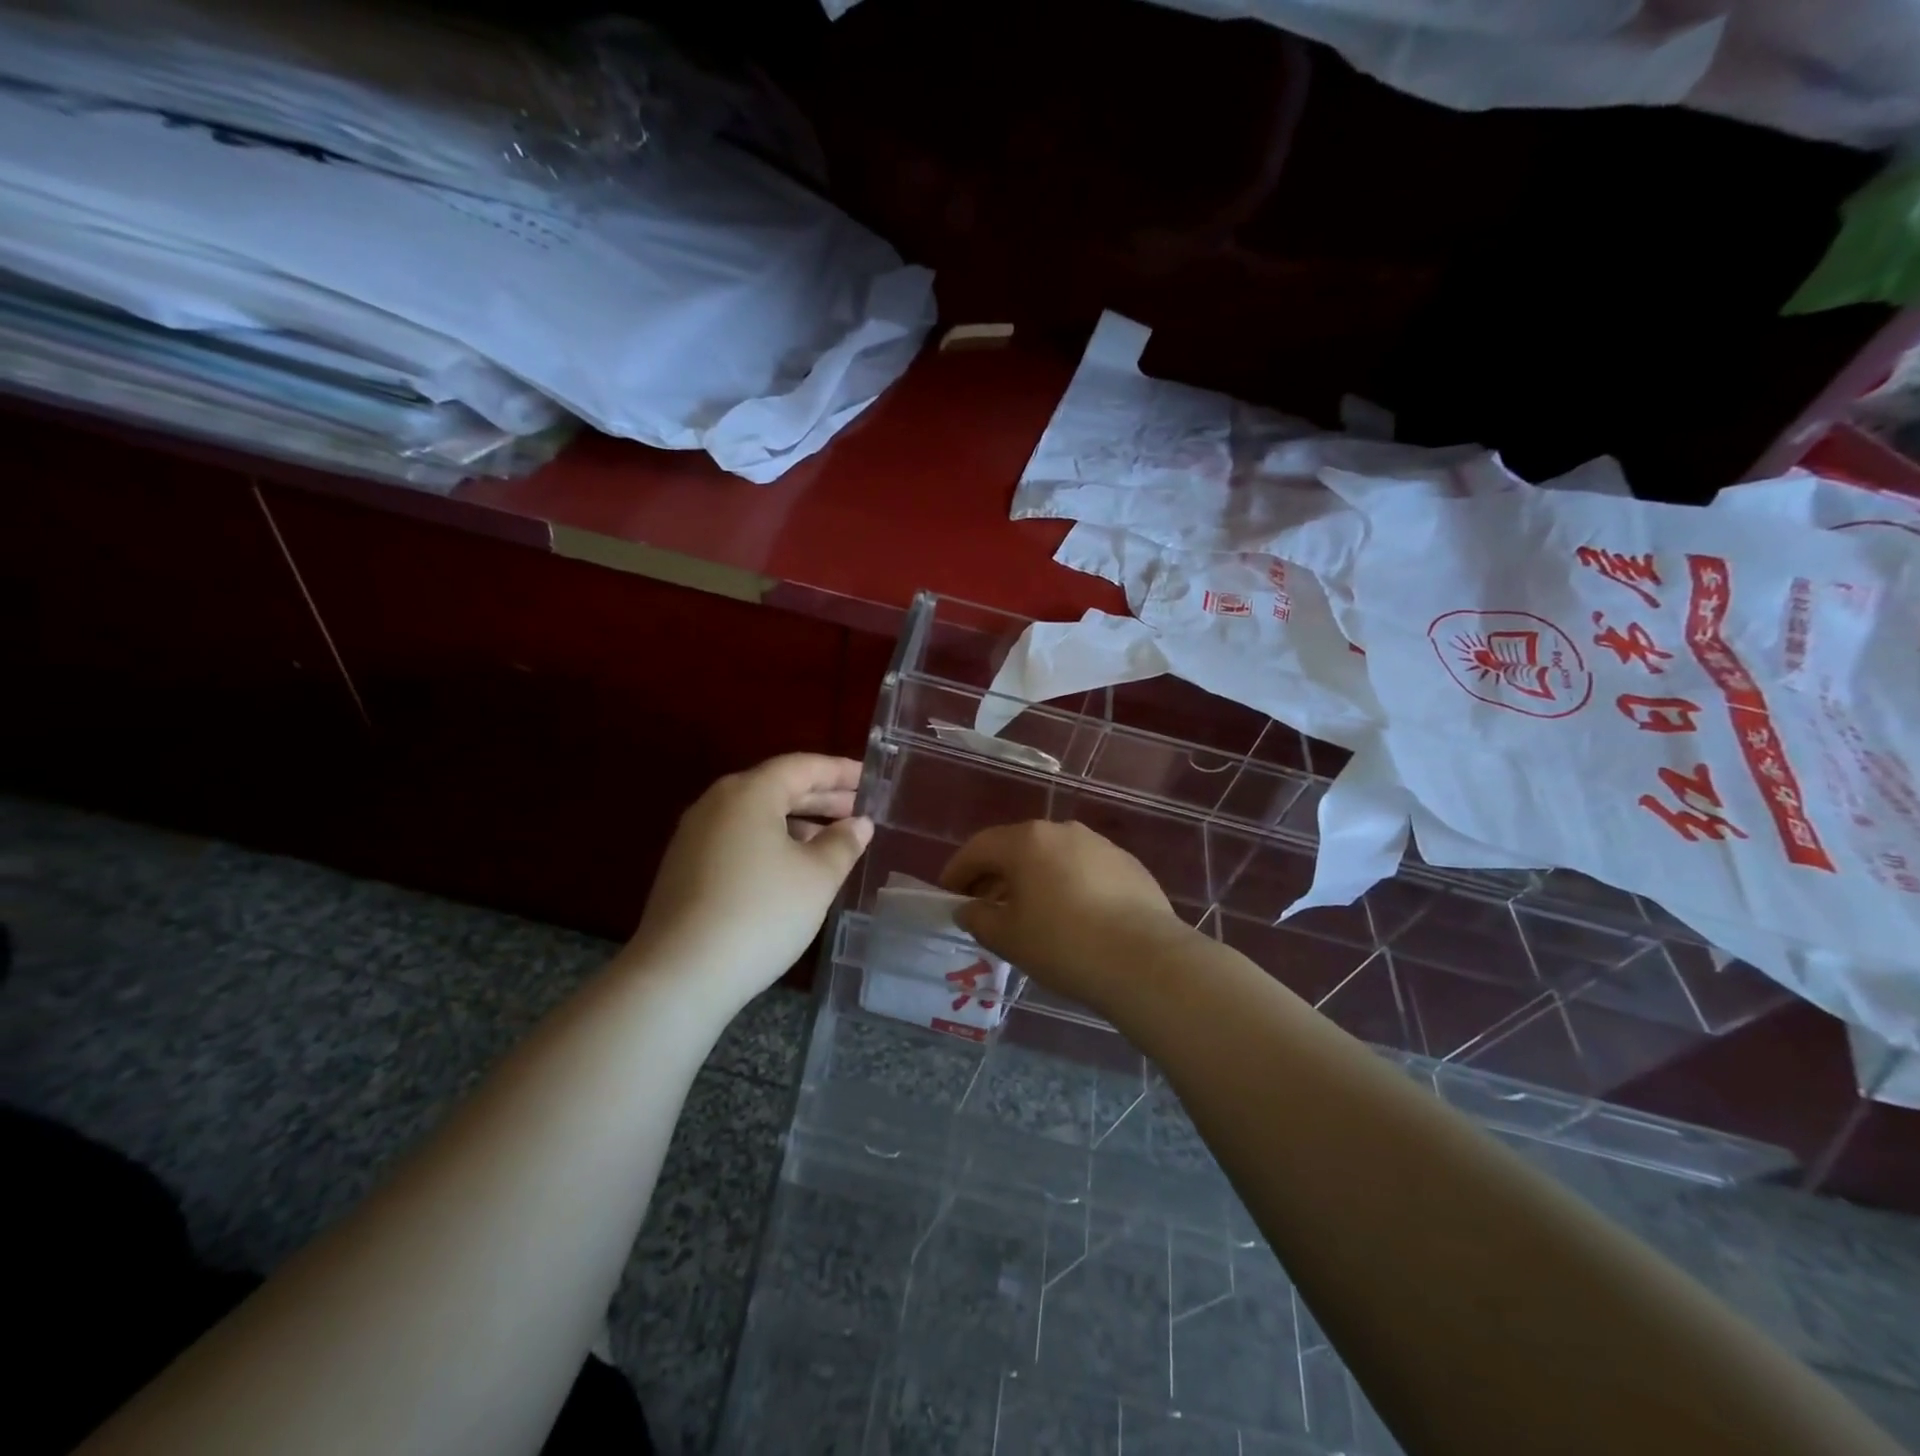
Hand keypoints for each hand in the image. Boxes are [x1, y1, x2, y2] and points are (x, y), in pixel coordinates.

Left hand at [627, 754, 871, 1010]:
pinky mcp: (685, 868)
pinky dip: (772, 842)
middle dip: (821, 797)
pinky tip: (792, 868)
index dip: (839, 771)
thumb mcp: (817, 877)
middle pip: (777, 787)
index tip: (869, 779)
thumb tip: (858, 824)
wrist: (680, 974)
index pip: (802, 767)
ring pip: (756, 816)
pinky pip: (739, 839)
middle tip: (859, 809)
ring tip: (833, 841)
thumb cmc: (761, 912)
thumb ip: (843, 843)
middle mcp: (716, 804)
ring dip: (797, 822)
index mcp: (749, 793)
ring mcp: (695, 836)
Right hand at [939, 820, 1187, 1017]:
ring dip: (1033, 879)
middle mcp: (1062, 831)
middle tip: (984, 907)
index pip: (979, 848)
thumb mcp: (1008, 938)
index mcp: (1026, 841)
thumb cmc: (1063, 944)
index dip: (957, 871)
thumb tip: (969, 909)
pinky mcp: (1128, 865)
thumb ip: (979, 919)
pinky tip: (1071, 917)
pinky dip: (1067, 886)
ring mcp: (1099, 845)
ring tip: (1028, 914)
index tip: (948, 894)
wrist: (1144, 960)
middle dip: (995, 875)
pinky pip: (1083, 870)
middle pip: (1016, 848)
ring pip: (1052, 857)